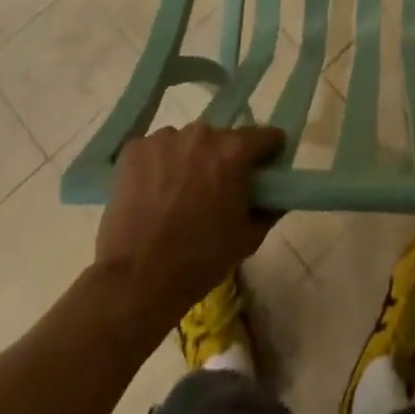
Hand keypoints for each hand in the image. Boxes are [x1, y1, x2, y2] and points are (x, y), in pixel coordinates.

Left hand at [95, 122, 285, 329]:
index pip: (266, 136)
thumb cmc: (200, 261)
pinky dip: (158, 166)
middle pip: (222, 139)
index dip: (269, 153)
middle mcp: (203, 133)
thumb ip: (270, 209)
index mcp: (235, 151)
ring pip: (187, 143)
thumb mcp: (247, 239)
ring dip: (189, 161)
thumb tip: (279, 194)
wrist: (137, 280)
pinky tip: (151, 195)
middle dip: (224, 160)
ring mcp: (165, 137)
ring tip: (177, 196)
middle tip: (215, 191)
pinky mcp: (135, 149)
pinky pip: (156, 150)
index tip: (264, 170)